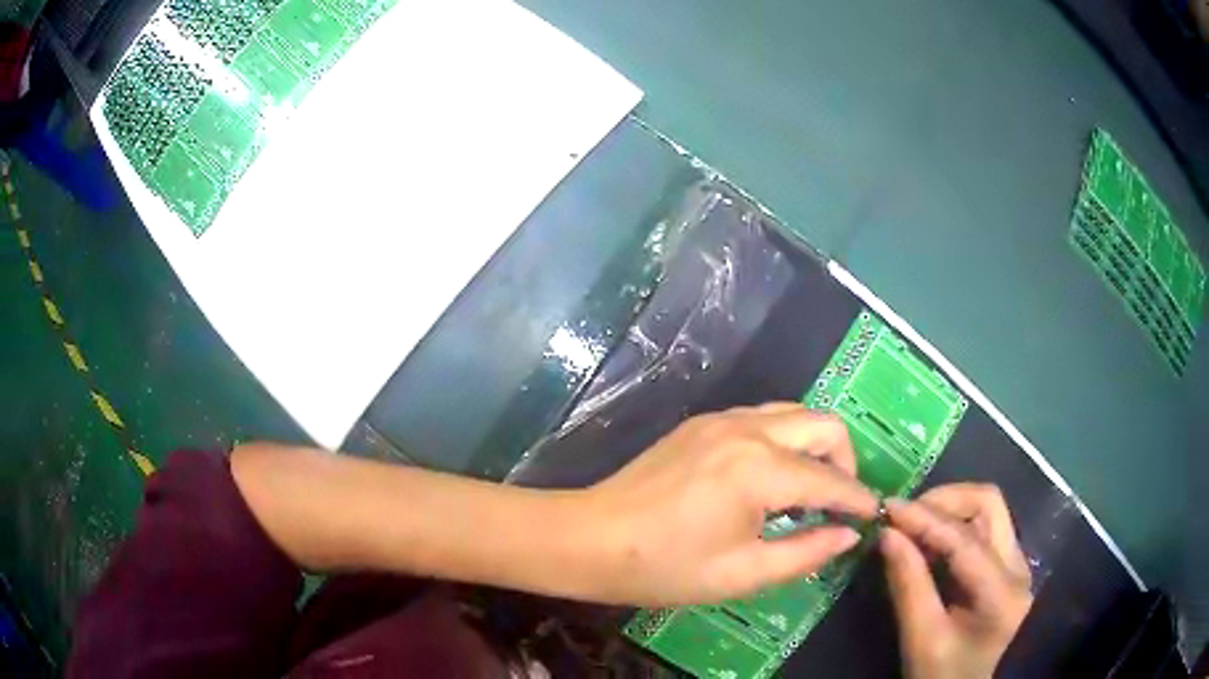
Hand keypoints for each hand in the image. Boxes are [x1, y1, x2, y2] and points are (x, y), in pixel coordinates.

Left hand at [582, 403, 877, 605]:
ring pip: (794, 414)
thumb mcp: (743, 573)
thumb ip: (806, 552)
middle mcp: (748, 430)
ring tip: (806, 492)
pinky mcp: (701, 423)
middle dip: (844, 461)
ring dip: (814, 446)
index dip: (858, 499)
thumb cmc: (665, 567)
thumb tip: (849, 534)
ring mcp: (721, 419)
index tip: (873, 515)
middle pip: (824, 424)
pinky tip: (769, 479)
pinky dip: (784, 441)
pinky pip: (762, 418)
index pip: (832, 480)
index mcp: (761, 470)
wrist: (590, 539)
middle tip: (838, 503)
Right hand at [880, 484, 1032, 678]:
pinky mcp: (1006, 566)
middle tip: (906, 515)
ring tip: (913, 526)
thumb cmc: (940, 675)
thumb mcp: (921, 639)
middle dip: (945, 501)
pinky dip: (953, 526)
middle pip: (989, 504)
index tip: (888, 507)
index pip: (965, 540)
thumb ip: (908, 585)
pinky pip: (982, 528)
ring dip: (949, 510)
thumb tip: (886, 534)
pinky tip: (928, 541)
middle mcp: (1018, 567)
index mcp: (1002, 593)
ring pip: (988, 510)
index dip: (926, 519)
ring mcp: (1016, 563)